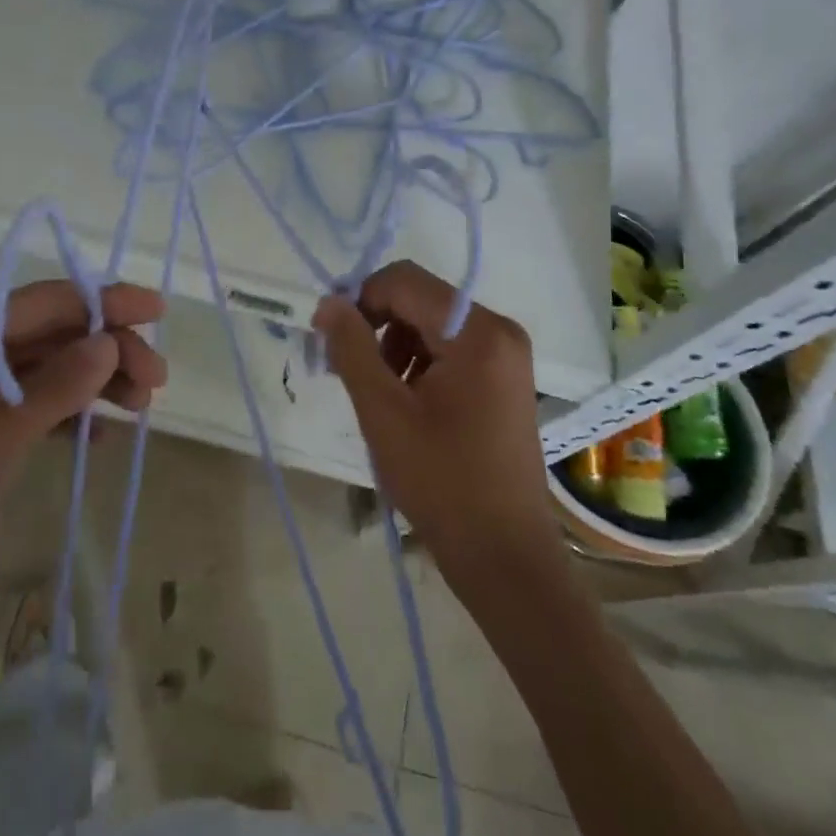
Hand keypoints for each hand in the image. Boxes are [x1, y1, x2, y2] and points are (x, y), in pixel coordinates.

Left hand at [0, 281, 166, 668]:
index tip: (155, 309)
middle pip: (47, 336)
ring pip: (43, 372)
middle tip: (156, 380)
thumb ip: (56, 387)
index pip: (40, 304)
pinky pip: (31, 409)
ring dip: (92, 382)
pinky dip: (66, 416)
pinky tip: (98, 436)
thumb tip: (109, 341)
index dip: (101, 301)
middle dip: (104, 349)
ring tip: (141, 406)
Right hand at [314, 262, 555, 573]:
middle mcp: (499, 330)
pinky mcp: (504, 378)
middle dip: (377, 325)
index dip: (360, 300)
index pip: (404, 281)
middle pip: (420, 300)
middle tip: (347, 369)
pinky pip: (450, 348)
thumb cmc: (441, 481)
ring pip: (432, 323)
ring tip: (377, 394)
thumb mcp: (383, 411)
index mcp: (477, 331)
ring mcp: (506, 355)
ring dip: (395, 345)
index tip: (329, 338)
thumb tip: (328, 302)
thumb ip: (352, 348)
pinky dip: (419, 362)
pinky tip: (406, 403)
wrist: (503, 554)